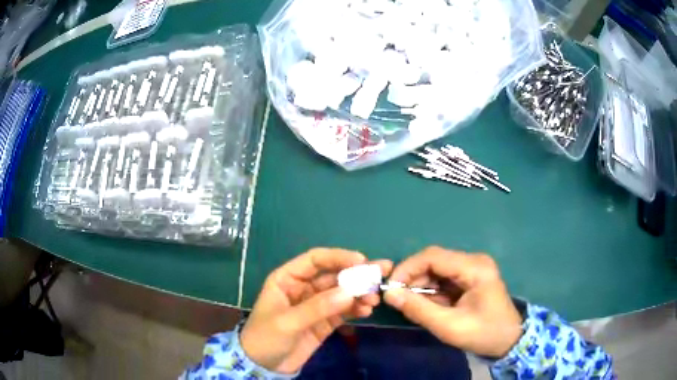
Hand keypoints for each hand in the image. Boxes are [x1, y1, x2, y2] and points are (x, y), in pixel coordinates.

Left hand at [240, 248, 392, 373]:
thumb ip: (317, 307)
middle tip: (380, 275)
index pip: (315, 260)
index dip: (338, 257)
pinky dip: (356, 309)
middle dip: (356, 275)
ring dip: (359, 293)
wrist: (264, 367)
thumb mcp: (287, 322)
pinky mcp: (325, 322)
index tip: (362, 261)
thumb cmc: (265, 338)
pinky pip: (343, 311)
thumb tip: (350, 292)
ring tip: (374, 299)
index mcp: (287, 279)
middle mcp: (303, 288)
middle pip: (333, 276)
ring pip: (341, 293)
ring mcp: (316, 305)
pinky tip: (367, 311)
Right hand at [383, 247, 522, 357]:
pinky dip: (431, 291)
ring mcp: (472, 269)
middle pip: (434, 261)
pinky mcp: (470, 278)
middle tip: (398, 299)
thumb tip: (389, 294)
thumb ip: (418, 309)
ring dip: (421, 286)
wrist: (508, 341)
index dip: (407, 268)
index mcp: (474, 268)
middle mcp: (473, 261)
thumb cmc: (483, 333)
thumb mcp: (449, 326)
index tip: (390, 288)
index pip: (433, 256)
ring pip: (436, 270)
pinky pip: (443, 279)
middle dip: (413, 279)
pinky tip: (427, 305)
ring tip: (412, 306)